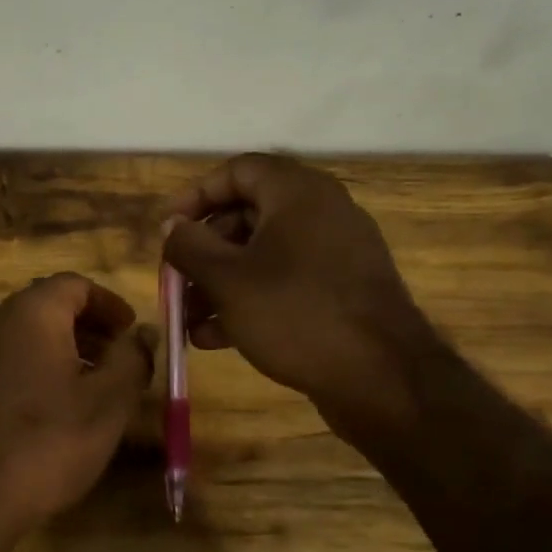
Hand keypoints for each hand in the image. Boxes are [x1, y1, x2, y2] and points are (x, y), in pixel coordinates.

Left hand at [0, 274, 155, 548]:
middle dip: (87, 327)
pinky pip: (3, 360)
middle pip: (46, 306)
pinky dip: (33, 368)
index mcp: (29, 313)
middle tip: (118, 359)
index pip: (74, 284)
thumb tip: (144, 333)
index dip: (109, 304)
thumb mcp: (106, 403)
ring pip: (23, 335)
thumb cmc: (44, 443)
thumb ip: (132, 359)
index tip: (133, 332)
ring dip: (61, 349)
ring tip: (91, 387)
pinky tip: (50, 409)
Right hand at [162, 154, 440, 439]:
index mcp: (298, 193)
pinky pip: (284, 282)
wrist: (383, 380)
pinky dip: (249, 301)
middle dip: (203, 252)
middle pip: (246, 216)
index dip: (196, 195)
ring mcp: (335, 254)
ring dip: (218, 284)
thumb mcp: (227, 279)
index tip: (168, 229)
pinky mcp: (341, 292)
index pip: (237, 171)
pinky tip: (215, 338)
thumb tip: (172, 226)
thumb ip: (189, 246)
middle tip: (175, 281)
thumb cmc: (296, 314)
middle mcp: (321, 213)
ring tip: (188, 321)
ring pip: (261, 255)